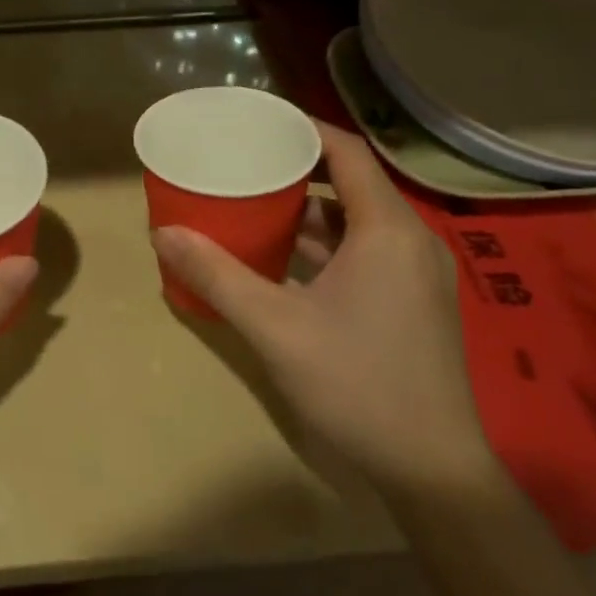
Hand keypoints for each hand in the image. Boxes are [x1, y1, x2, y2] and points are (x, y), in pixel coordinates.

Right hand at [151, 123, 491, 500]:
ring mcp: (416, 274)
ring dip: (310, 211)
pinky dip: (327, 244)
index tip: (258, 124)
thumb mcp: (275, 328)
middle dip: (297, 170)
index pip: (347, 151)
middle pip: (351, 182)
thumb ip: (217, 276)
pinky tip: (285, 260)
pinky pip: (366, 251)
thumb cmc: (357, 384)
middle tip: (245, 164)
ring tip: (255, 206)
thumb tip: (162, 233)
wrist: (433, 471)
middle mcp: (410, 240)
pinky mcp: (414, 302)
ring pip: (358, 221)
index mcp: (387, 230)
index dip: (304, 130)